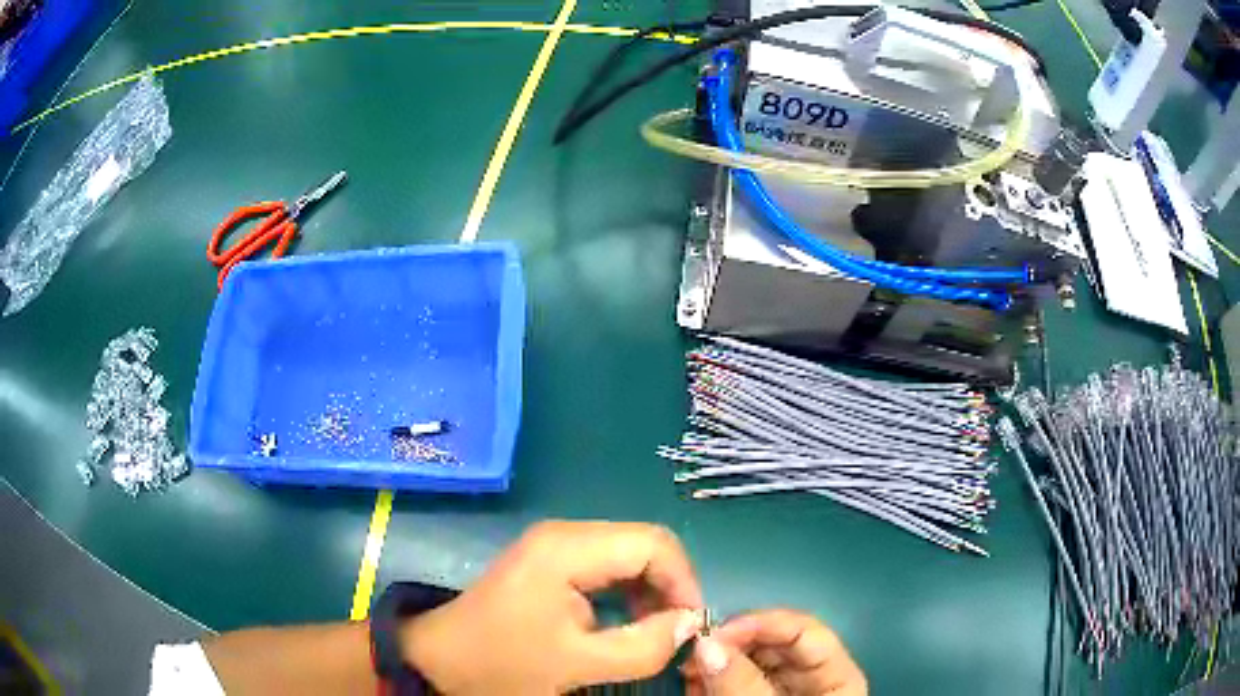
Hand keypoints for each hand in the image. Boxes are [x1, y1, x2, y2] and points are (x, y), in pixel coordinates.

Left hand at [401, 521, 705, 693]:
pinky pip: (605, 569)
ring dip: (650, 592)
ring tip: (655, 633)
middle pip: (643, 546)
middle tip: (675, 633)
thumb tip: (689, 625)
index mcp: (568, 549)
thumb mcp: (577, 665)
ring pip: (627, 556)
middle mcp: (565, 535)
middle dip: (668, 587)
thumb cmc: (503, 663)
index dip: (683, 582)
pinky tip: (627, 624)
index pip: (654, 544)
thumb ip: (642, 647)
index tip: (690, 626)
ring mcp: (555, 546)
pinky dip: (627, 594)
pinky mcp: (549, 563)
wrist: (439, 659)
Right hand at [684, 610, 865, 695]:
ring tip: (686, 672)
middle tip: (691, 653)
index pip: (805, 630)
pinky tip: (690, 685)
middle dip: (729, 644)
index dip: (763, 623)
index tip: (717, 632)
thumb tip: (707, 644)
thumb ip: (745, 685)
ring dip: (714, 662)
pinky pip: (733, 681)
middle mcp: (810, 678)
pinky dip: (710, 680)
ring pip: (748, 661)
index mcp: (836, 676)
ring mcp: (782, 690)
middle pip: (772, 644)